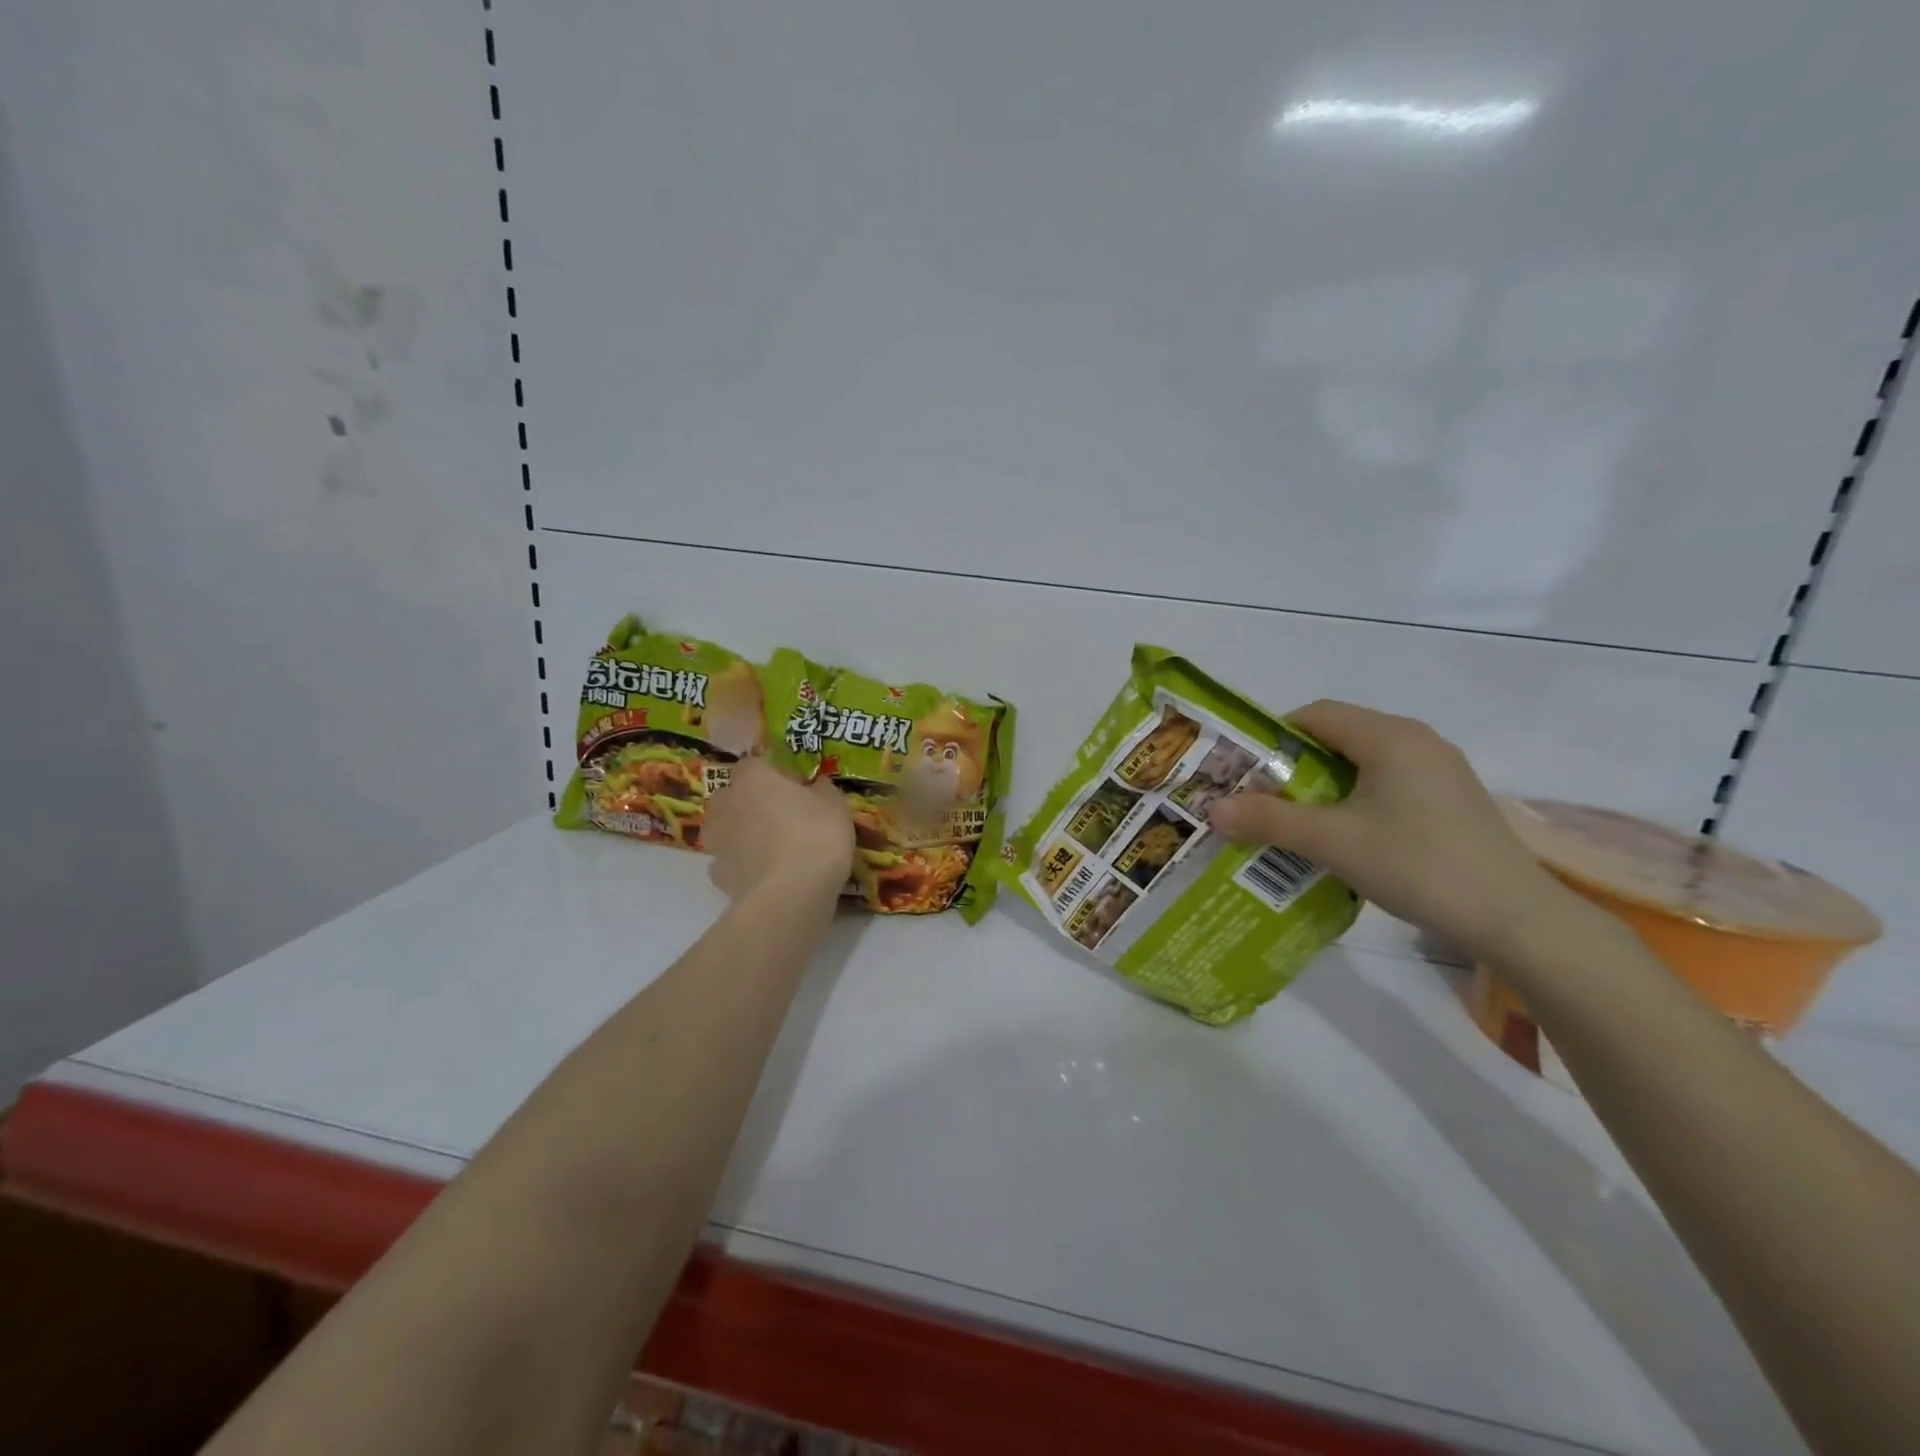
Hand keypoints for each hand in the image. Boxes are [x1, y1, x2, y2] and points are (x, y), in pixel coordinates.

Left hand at [704, 758, 853, 901]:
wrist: (791, 895)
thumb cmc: (816, 837)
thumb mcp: (835, 804)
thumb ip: (821, 789)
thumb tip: (815, 786)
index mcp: (753, 778)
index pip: (755, 763)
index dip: (775, 773)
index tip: (797, 787)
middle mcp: (726, 804)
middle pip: (733, 795)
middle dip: (751, 801)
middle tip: (781, 815)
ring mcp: (717, 840)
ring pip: (725, 828)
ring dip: (741, 832)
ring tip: (770, 847)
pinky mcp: (717, 875)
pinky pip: (729, 861)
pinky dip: (741, 863)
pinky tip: (763, 873)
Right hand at [1206, 701, 1573, 962]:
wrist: (1514, 918)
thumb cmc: (1417, 864)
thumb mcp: (1332, 842)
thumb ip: (1270, 820)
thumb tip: (1212, 808)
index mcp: (1388, 736)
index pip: (1316, 715)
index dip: (1273, 736)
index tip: (1243, 769)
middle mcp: (1416, 741)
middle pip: (1339, 736)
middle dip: (1294, 764)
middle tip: (1259, 796)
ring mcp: (1439, 770)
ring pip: (1364, 762)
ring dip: (1323, 785)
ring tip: (1293, 819)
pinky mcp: (1451, 799)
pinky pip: (1388, 783)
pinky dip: (1354, 799)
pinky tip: (1343, 835)